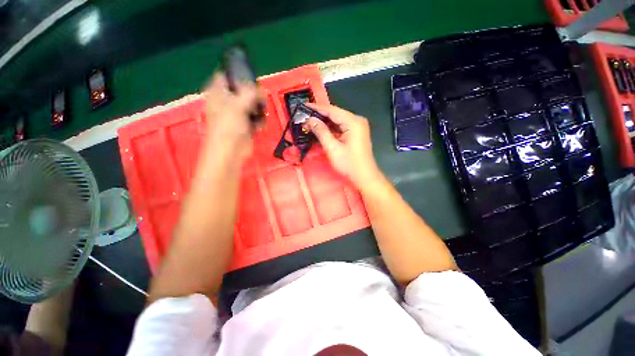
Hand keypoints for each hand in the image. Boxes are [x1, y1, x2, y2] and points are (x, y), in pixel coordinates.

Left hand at [203, 72, 261, 159]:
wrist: (230, 150)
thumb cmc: (229, 126)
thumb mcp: (238, 105)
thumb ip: (250, 93)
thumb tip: (261, 88)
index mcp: (218, 93)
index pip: (226, 76)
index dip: (237, 75)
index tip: (251, 78)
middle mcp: (226, 102)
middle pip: (242, 91)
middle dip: (252, 95)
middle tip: (260, 99)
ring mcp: (236, 114)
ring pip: (250, 105)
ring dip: (258, 109)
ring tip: (260, 114)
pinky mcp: (244, 125)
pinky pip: (254, 117)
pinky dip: (258, 120)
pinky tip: (258, 125)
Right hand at [304, 103, 380, 188]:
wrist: (364, 176)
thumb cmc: (349, 164)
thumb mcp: (333, 148)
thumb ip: (321, 132)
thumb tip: (310, 120)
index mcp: (353, 122)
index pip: (332, 110)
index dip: (317, 108)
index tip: (304, 106)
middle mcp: (357, 120)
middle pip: (335, 114)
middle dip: (320, 116)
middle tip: (305, 116)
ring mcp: (357, 127)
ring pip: (338, 121)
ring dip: (325, 122)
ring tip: (310, 122)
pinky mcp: (356, 133)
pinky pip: (341, 127)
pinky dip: (331, 129)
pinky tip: (321, 129)